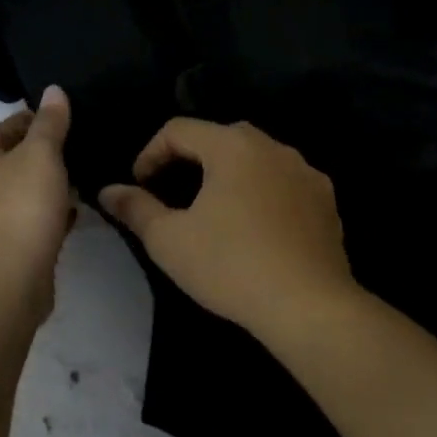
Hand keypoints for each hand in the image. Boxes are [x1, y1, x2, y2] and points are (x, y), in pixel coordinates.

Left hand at [0, 86, 75, 313]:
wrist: (9, 279)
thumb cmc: (22, 206)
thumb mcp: (41, 154)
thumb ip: (50, 123)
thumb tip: (54, 90)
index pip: (2, 129)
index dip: (27, 119)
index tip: (59, 116)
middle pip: (15, 161)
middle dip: (44, 153)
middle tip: (80, 143)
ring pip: (29, 192)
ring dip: (52, 184)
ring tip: (87, 173)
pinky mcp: (17, 248)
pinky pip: (39, 221)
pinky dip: (57, 213)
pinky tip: (80, 211)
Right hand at [98, 118, 359, 339]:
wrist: (309, 306)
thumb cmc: (230, 265)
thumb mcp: (169, 240)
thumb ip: (136, 208)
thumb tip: (109, 191)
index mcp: (233, 146)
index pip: (179, 130)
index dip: (150, 153)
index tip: (139, 185)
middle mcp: (273, 147)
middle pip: (221, 138)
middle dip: (190, 159)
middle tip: (172, 192)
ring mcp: (306, 173)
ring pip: (256, 159)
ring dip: (229, 175)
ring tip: (213, 210)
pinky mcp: (327, 202)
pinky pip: (284, 184)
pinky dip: (262, 194)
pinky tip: (255, 229)